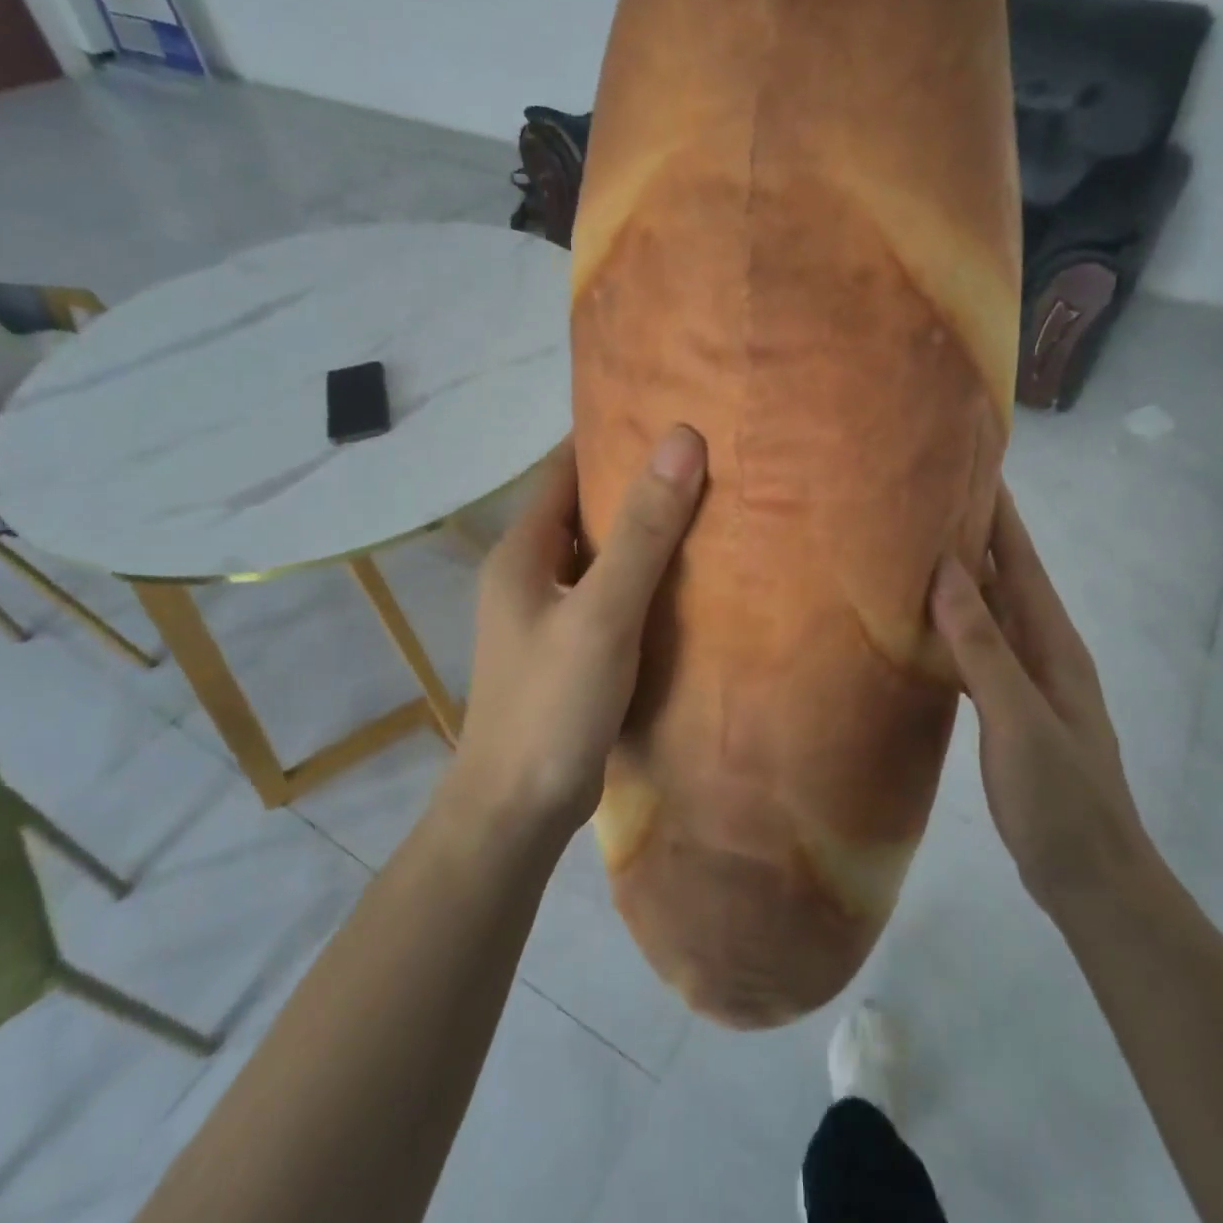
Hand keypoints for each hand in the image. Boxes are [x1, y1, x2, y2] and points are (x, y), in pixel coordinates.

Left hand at [454, 426, 706, 837]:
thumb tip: (682, 440)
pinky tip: (685, 580)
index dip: (609, 434)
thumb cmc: (553, 704)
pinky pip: (607, 593)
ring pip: (598, 553)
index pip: (563, 467)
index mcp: (522, 551)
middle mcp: (528, 573)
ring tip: (705, 508)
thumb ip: (644, 531)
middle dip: (634, 481)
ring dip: (641, 531)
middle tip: (701, 458)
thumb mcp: (604, 612)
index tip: (666, 413)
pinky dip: (641, 577)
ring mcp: (545, 614)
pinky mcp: (567, 648)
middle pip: (583, 508)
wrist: (517, 810)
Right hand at [930, 483, 1148, 903]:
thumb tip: (947, 573)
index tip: (972, 466)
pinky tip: (923, 628)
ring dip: (961, 581)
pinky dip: (952, 630)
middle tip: (925, 499)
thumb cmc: (1060, 797)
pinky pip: (977, 652)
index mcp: (1053, 644)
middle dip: (974, 536)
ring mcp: (1028, 682)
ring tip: (915, 550)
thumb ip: (983, 648)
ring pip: (989, 615)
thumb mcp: (1019, 719)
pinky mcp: (1009, 709)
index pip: (1023, 562)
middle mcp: (1043, 651)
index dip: (1002, 514)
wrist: (1091, 878)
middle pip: (1006, 580)